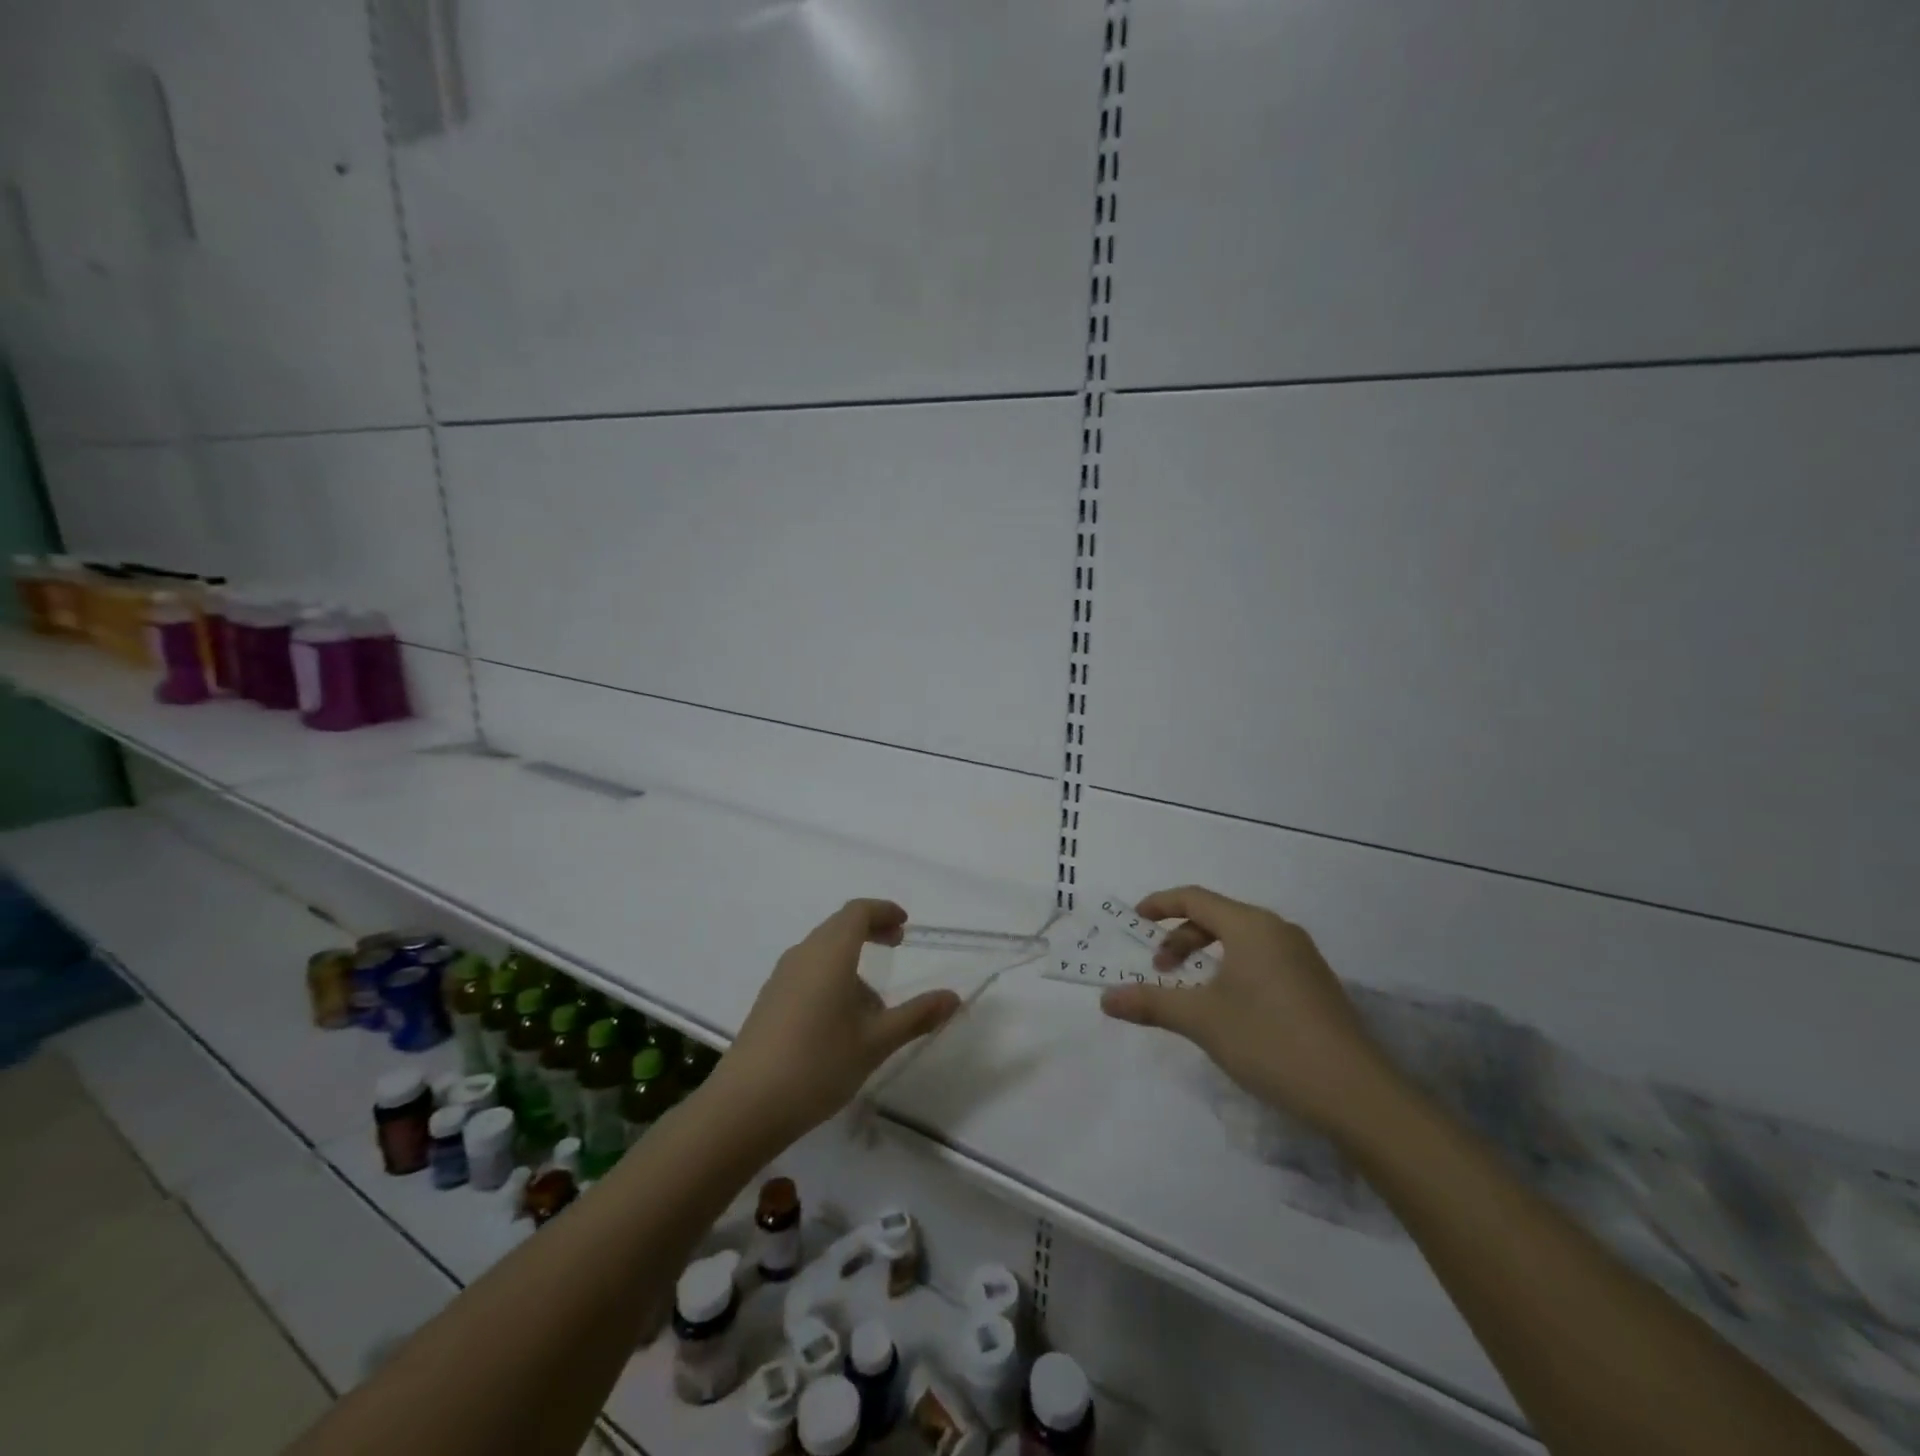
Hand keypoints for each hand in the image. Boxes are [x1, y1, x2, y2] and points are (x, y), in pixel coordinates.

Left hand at [707, 899, 959, 1143]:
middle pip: (838, 927)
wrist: (745, 1106)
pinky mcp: (769, 1001)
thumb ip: (917, 1016)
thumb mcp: (876, 1042)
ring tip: (874, 1003)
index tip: (904, 925)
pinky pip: (807, 973)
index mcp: (830, 953)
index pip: (857, 912)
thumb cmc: (818, 1064)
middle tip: (896, 945)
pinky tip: (841, 1021)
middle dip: (870, 931)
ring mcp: (781, 978)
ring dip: (850, 960)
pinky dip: (831, 978)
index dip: (883, 911)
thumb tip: (953, 997)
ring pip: (822, 952)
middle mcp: (803, 955)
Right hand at [1099, 885, 1396, 1132]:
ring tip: (1191, 992)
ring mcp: (1302, 958)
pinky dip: (1232, 970)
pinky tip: (1229, 1010)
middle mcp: (1278, 931)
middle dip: (1181, 938)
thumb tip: (1106, 998)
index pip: (1195, 898)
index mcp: (1251, 926)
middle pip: (1218, 918)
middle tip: (1159, 970)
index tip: (1134, 920)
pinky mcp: (1315, 986)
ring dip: (1207, 957)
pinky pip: (1262, 961)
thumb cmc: (1270, 1041)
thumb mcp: (1202, 1020)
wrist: (1356, 1095)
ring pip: (1241, 941)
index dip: (1160, 904)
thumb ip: (1151, 1003)